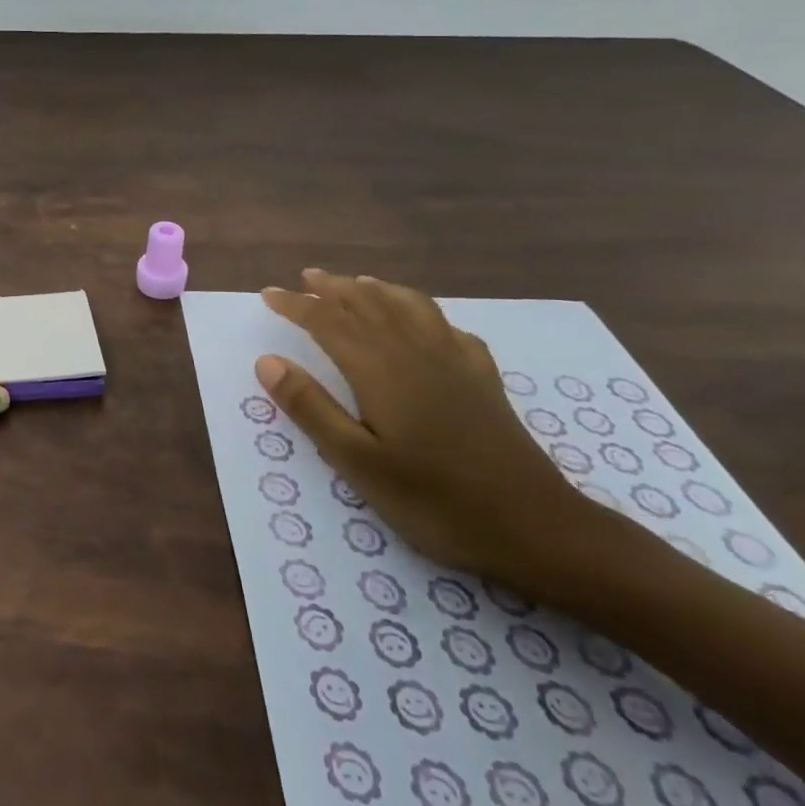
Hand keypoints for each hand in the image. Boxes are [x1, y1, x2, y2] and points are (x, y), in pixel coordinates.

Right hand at [256, 269, 602, 591]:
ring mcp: (455, 363)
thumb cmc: (435, 501)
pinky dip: (427, 314)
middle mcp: (415, 352)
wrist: (537, 528)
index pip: (328, 322)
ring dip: (378, 290)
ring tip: (359, 282)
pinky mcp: (483, 380)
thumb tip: (268, 361)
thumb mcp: (359, 463)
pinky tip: (426, 323)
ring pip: (409, 307)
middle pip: (368, 305)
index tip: (268, 293)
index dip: (296, 305)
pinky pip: (449, 328)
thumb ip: (312, 408)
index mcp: (380, 369)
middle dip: (333, 288)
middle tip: (307, 277)